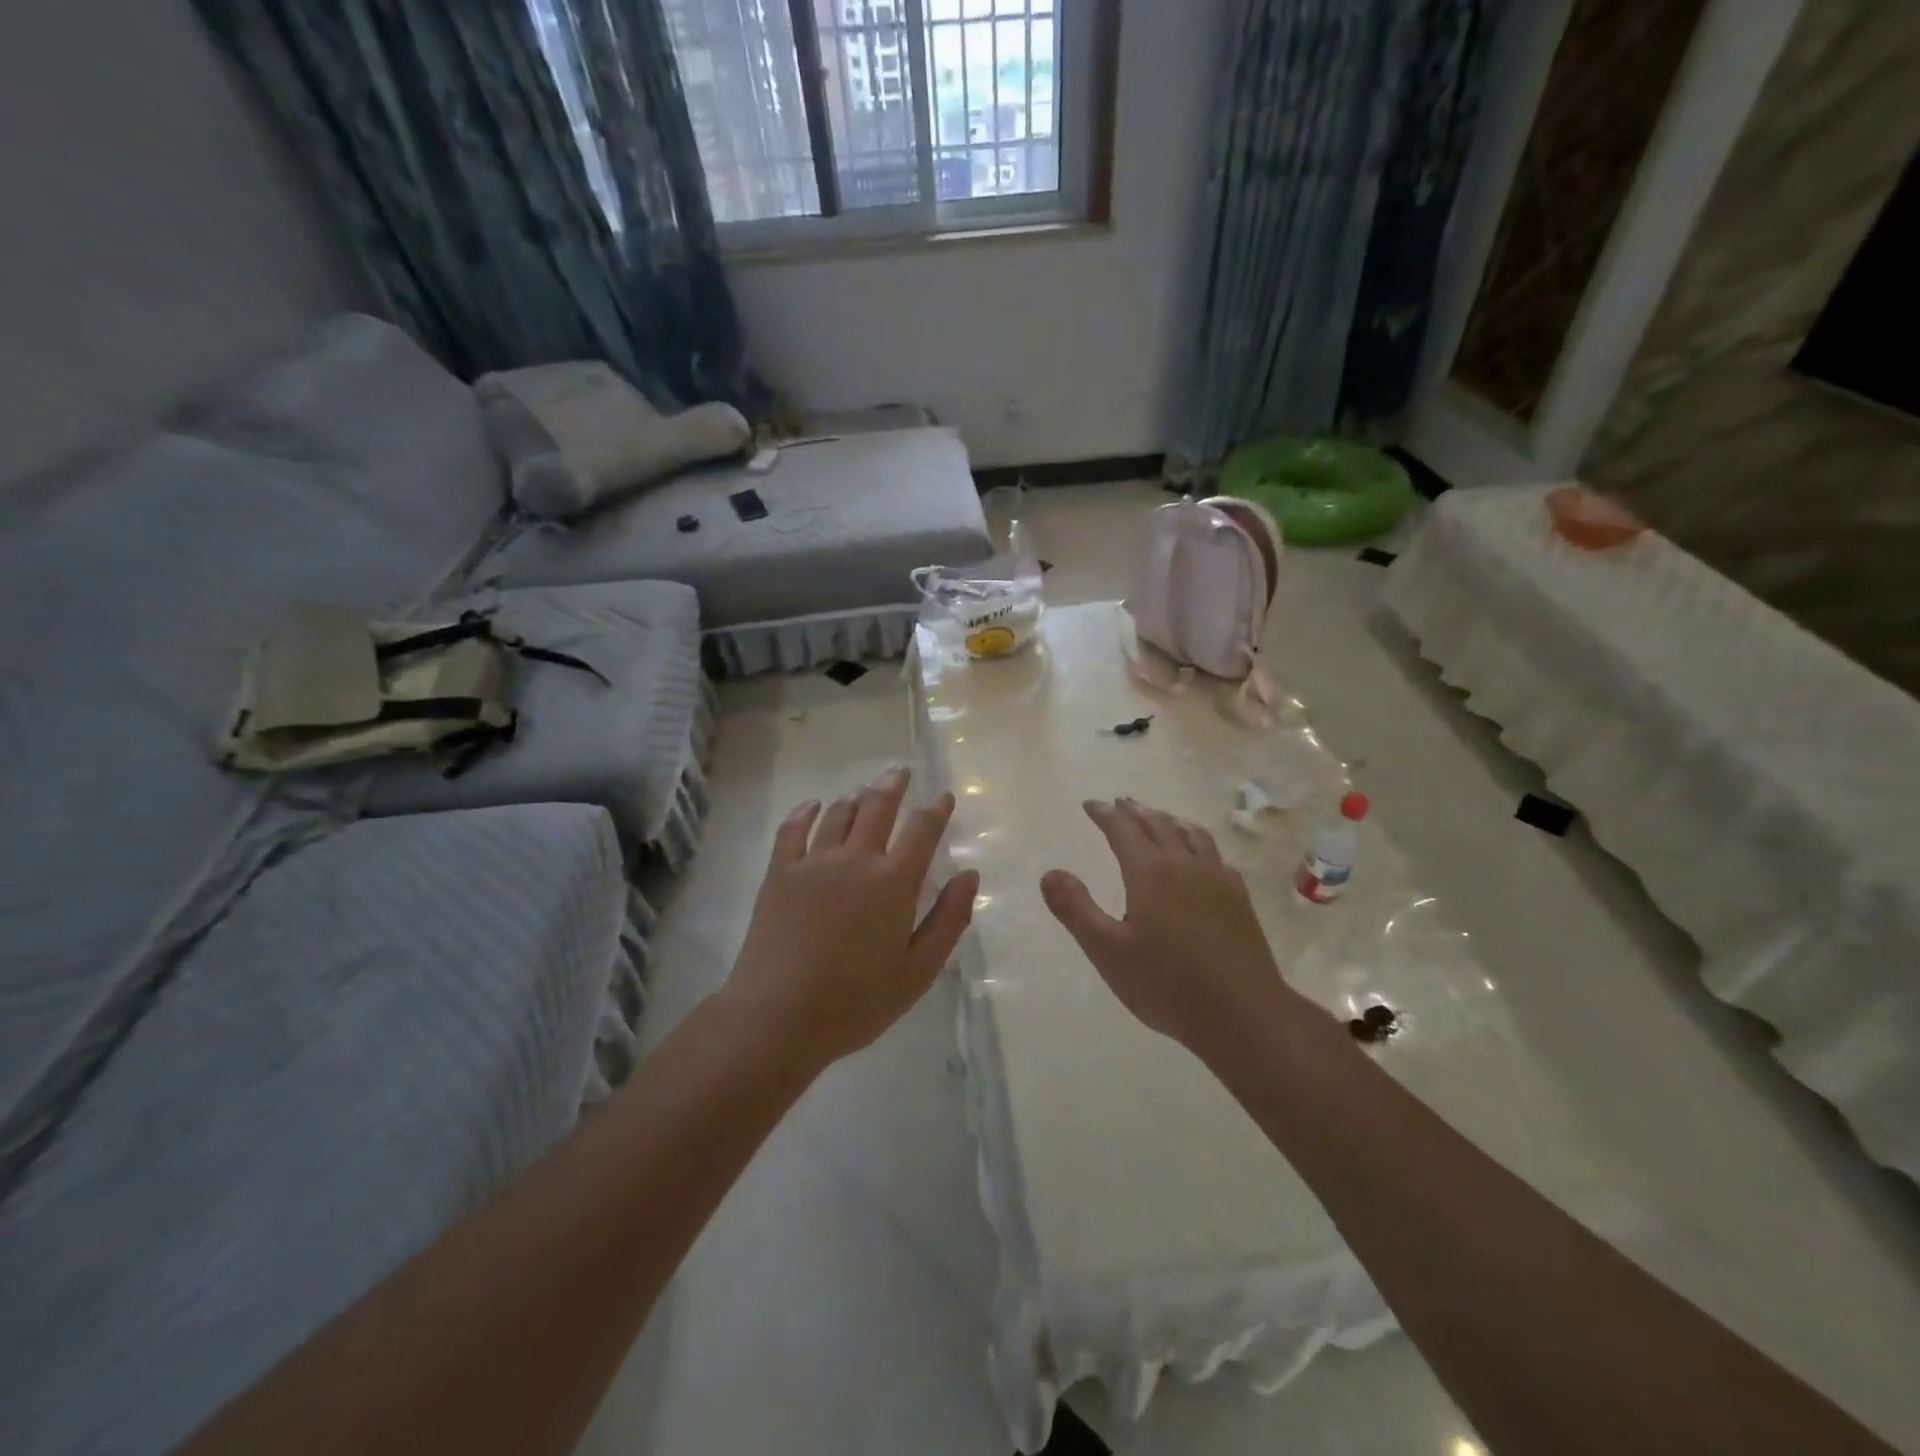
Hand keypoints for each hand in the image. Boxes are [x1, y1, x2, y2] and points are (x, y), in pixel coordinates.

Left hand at [725, 768, 978, 1068]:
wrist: (778, 1015)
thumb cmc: (857, 1001)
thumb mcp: (919, 970)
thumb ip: (948, 919)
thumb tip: (969, 875)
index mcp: (894, 881)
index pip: (922, 830)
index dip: (936, 809)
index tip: (943, 796)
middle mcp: (856, 858)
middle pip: (878, 807)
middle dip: (893, 786)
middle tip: (900, 773)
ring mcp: (814, 862)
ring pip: (839, 813)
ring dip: (856, 796)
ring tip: (866, 790)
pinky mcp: (780, 872)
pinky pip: (793, 829)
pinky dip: (806, 811)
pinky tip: (813, 805)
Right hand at [1041, 798, 1303, 1063]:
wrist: (1243, 1014)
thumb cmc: (1166, 984)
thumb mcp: (1107, 951)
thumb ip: (1075, 909)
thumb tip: (1049, 872)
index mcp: (1150, 873)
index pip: (1123, 830)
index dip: (1105, 814)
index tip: (1091, 804)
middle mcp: (1184, 865)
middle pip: (1158, 825)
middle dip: (1135, 811)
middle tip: (1120, 803)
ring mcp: (1217, 880)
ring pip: (1191, 835)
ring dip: (1169, 820)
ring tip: (1159, 816)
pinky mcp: (1239, 899)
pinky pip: (1216, 856)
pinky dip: (1199, 843)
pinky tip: (1201, 855)